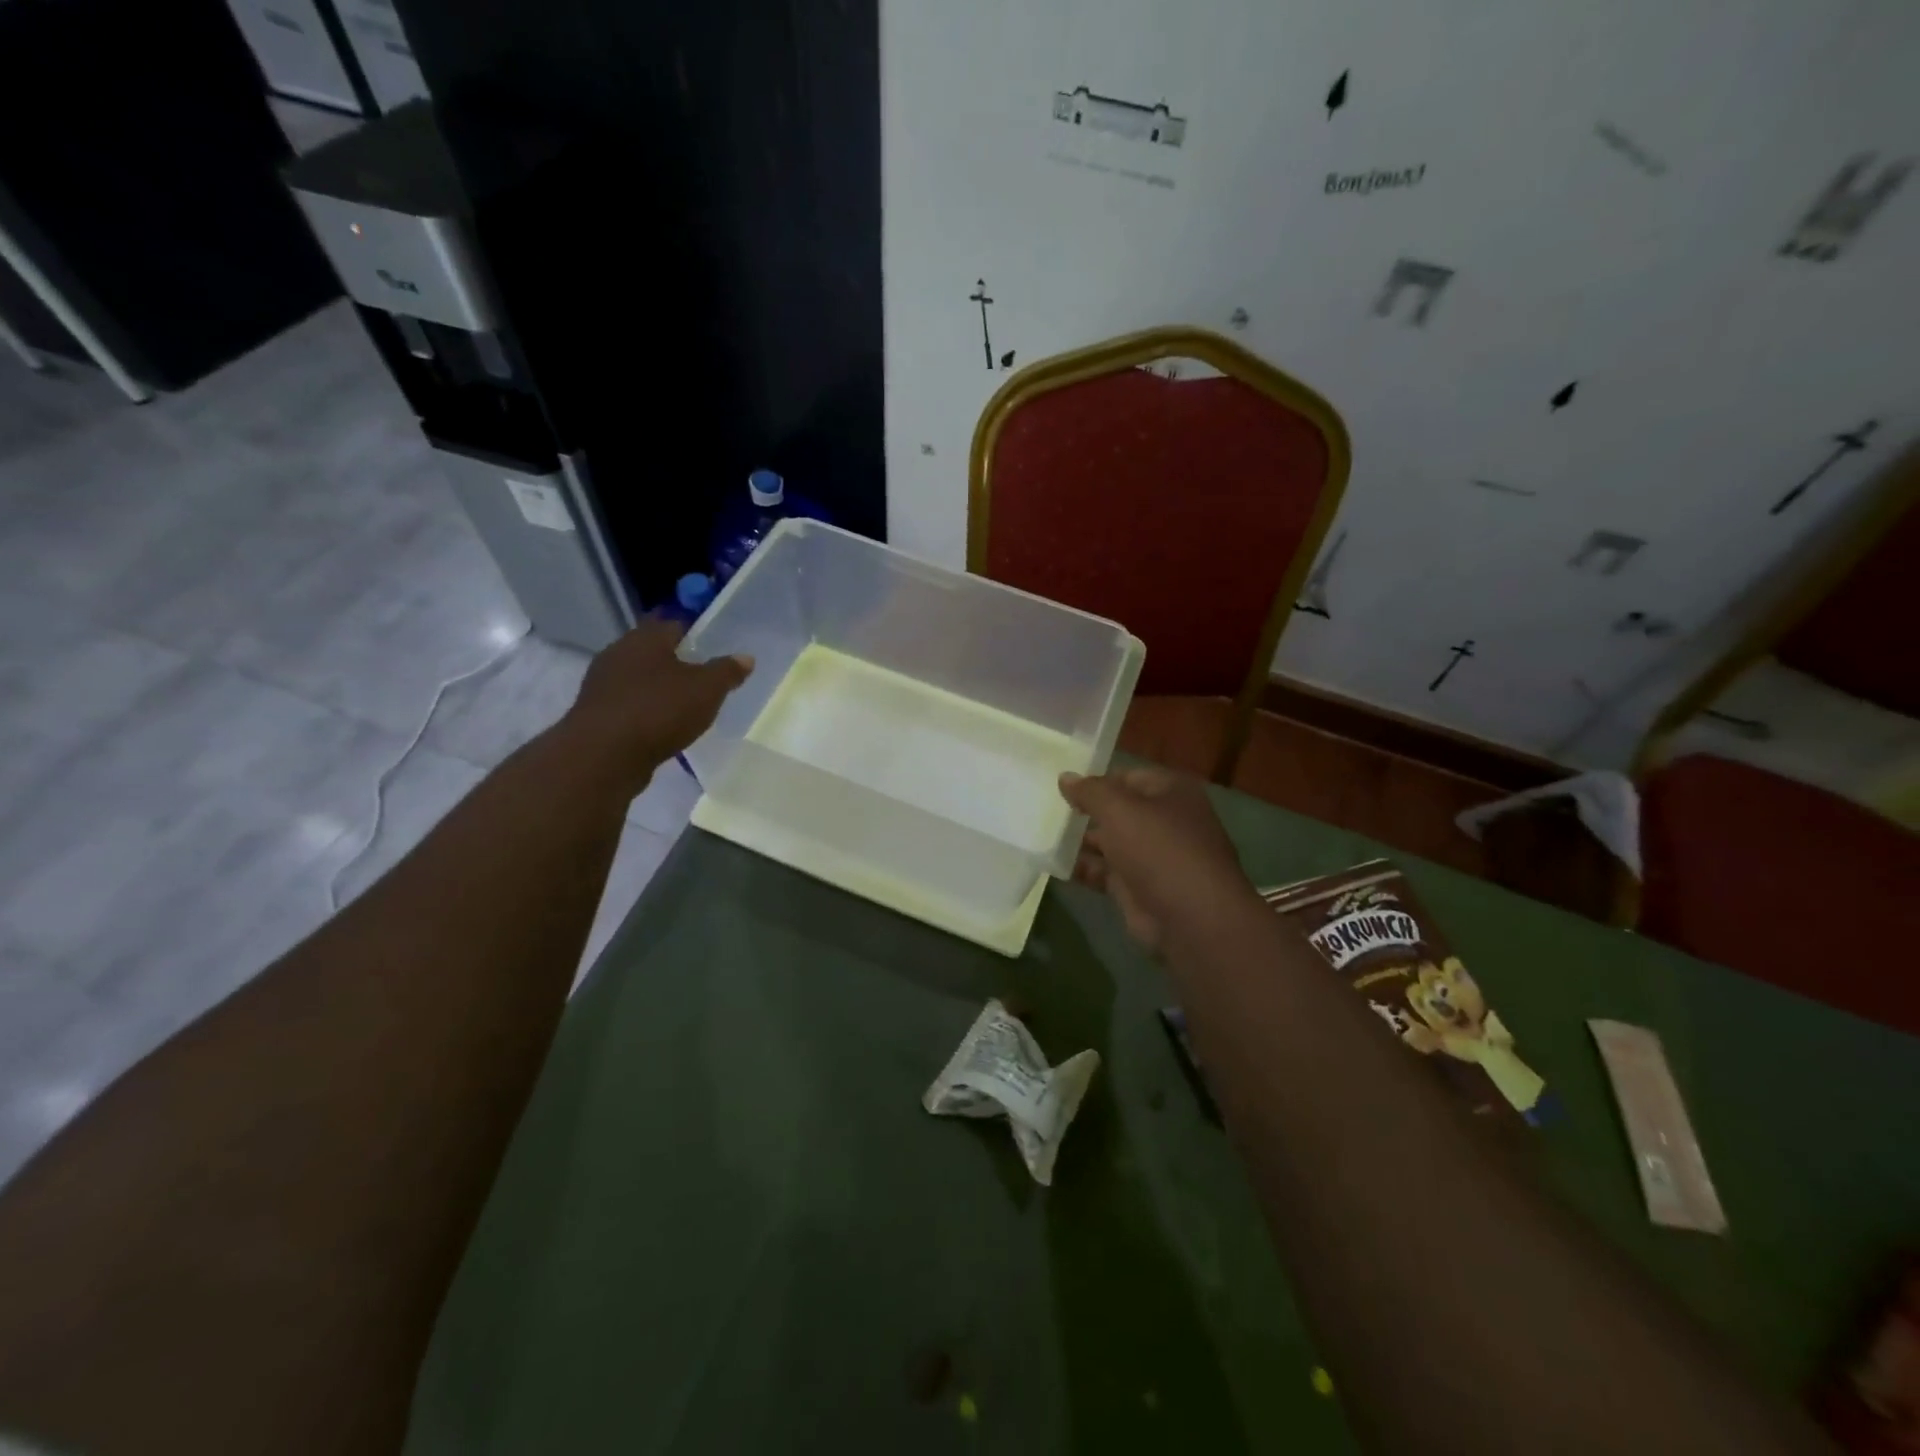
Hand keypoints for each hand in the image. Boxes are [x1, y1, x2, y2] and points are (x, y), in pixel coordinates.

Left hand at [558, 621, 752, 792]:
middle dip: (676, 663)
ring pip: (639, 679)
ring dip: (658, 690)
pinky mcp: (595, 714)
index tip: (712, 649)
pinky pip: (628, 706)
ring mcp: (602, 684)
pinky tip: (661, 728)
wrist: (603, 756)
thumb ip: (727, 671)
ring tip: (684, 707)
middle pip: (653, 652)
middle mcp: (619, 653)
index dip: (695, 634)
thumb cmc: (659, 710)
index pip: (673, 624)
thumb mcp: (707, 690)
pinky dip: (645, 712)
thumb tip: (746, 657)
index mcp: (645, 638)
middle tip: (703, 679)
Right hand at [1059, 766, 1253, 954]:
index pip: (1128, 777)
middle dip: (1086, 812)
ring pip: (1110, 843)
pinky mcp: (1139, 889)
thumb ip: (1090, 791)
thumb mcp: (1119, 809)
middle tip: (1046, 809)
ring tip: (1043, 836)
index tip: (1062, 786)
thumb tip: (1065, 777)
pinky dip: (1083, 869)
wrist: (1191, 918)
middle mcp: (1165, 822)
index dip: (1096, 780)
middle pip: (1118, 810)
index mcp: (1171, 793)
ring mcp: (1153, 857)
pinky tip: (1053, 865)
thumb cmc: (1159, 849)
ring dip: (1080, 841)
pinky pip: (1105, 872)